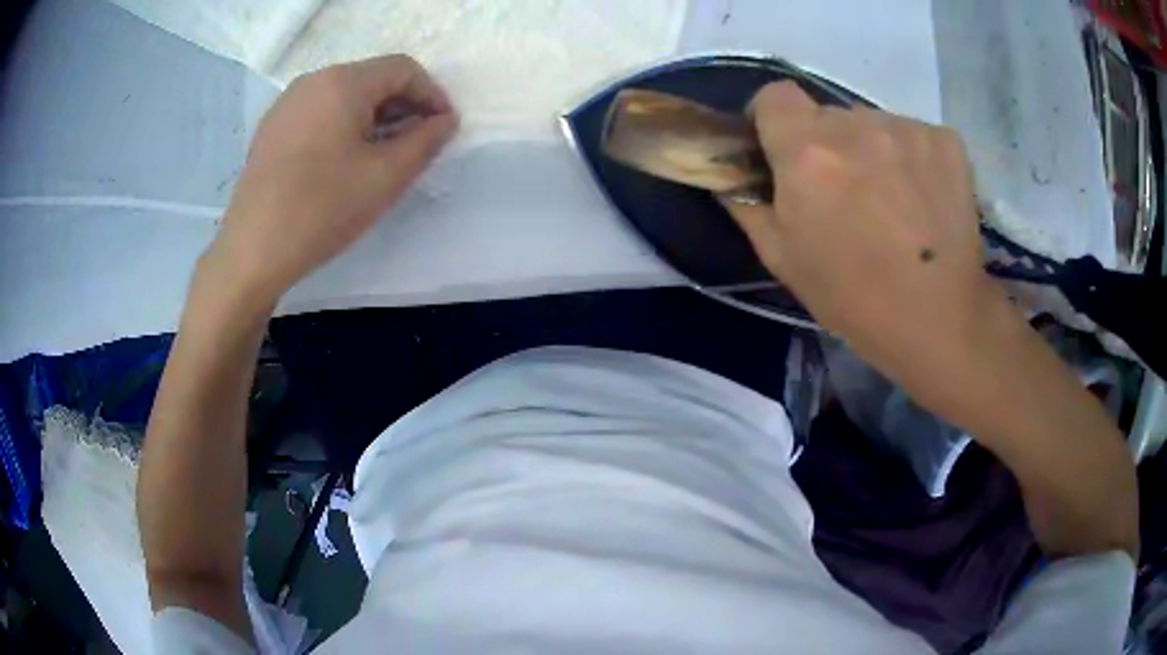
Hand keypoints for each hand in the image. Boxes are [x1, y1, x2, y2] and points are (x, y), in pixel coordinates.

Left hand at [204, 55, 457, 304]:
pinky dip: (342, 125)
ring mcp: (286, 104)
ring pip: (344, 95)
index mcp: (342, 82)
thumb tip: (445, 121)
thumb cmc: (322, 209)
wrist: (252, 251)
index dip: (432, 94)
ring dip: (373, 116)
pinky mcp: (271, 129)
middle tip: (416, 143)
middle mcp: (312, 81)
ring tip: (382, 153)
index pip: (402, 69)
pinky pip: (318, 112)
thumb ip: (425, 141)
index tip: (443, 128)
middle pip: (371, 78)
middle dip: (402, 105)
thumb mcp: (386, 177)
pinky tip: (343, 160)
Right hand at [724, 82, 1006, 395]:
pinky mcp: (945, 141)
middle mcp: (855, 125)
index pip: (775, 95)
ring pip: (873, 124)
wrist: (936, 319)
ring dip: (872, 150)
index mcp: (806, 151)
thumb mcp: (782, 259)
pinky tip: (923, 197)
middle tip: (844, 191)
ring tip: (891, 201)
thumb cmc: (852, 297)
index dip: (773, 118)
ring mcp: (906, 128)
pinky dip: (912, 156)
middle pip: (829, 115)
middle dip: (827, 144)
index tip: (782, 148)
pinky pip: (913, 134)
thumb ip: (748, 205)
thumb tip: (733, 178)